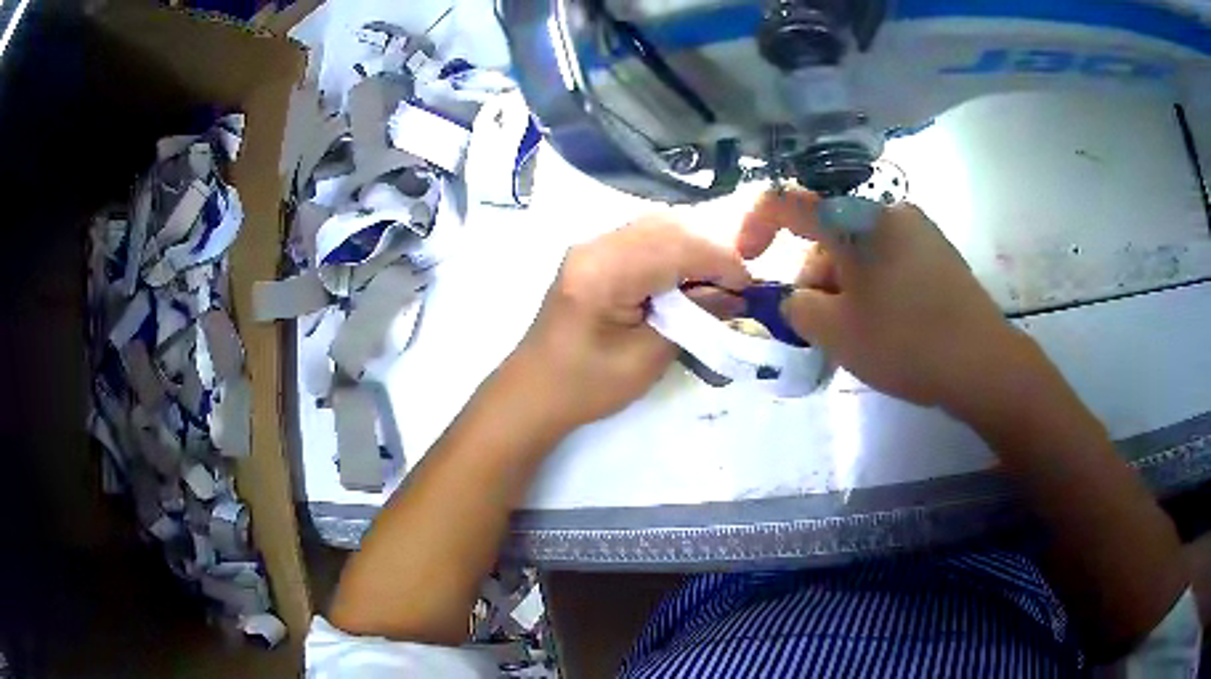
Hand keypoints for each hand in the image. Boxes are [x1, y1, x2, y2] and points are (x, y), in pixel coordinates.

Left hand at [513, 215, 750, 428]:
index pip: (676, 246)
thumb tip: (733, 296)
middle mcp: (595, 246)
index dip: (721, 260)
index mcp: (603, 272)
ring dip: (693, 247)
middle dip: (710, 250)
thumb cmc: (586, 386)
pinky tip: (686, 277)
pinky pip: (643, 237)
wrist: (533, 391)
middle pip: (668, 226)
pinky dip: (673, 251)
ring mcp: (591, 246)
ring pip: (657, 225)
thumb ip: (691, 318)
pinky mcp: (593, 254)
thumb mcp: (646, 358)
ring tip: (716, 281)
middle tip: (735, 285)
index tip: (749, 286)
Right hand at [738, 189, 1034, 411]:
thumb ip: (798, 309)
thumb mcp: (836, 333)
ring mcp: (919, 230)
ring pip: (860, 250)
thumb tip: (797, 299)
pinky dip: (873, 286)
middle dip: (814, 277)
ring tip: (856, 334)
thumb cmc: (904, 343)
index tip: (749, 260)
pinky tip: (886, 324)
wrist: (982, 363)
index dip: (756, 225)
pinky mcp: (939, 253)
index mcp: (856, 220)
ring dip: (844, 286)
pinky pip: (889, 260)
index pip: (790, 202)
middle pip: (829, 234)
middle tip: (818, 328)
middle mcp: (887, 212)